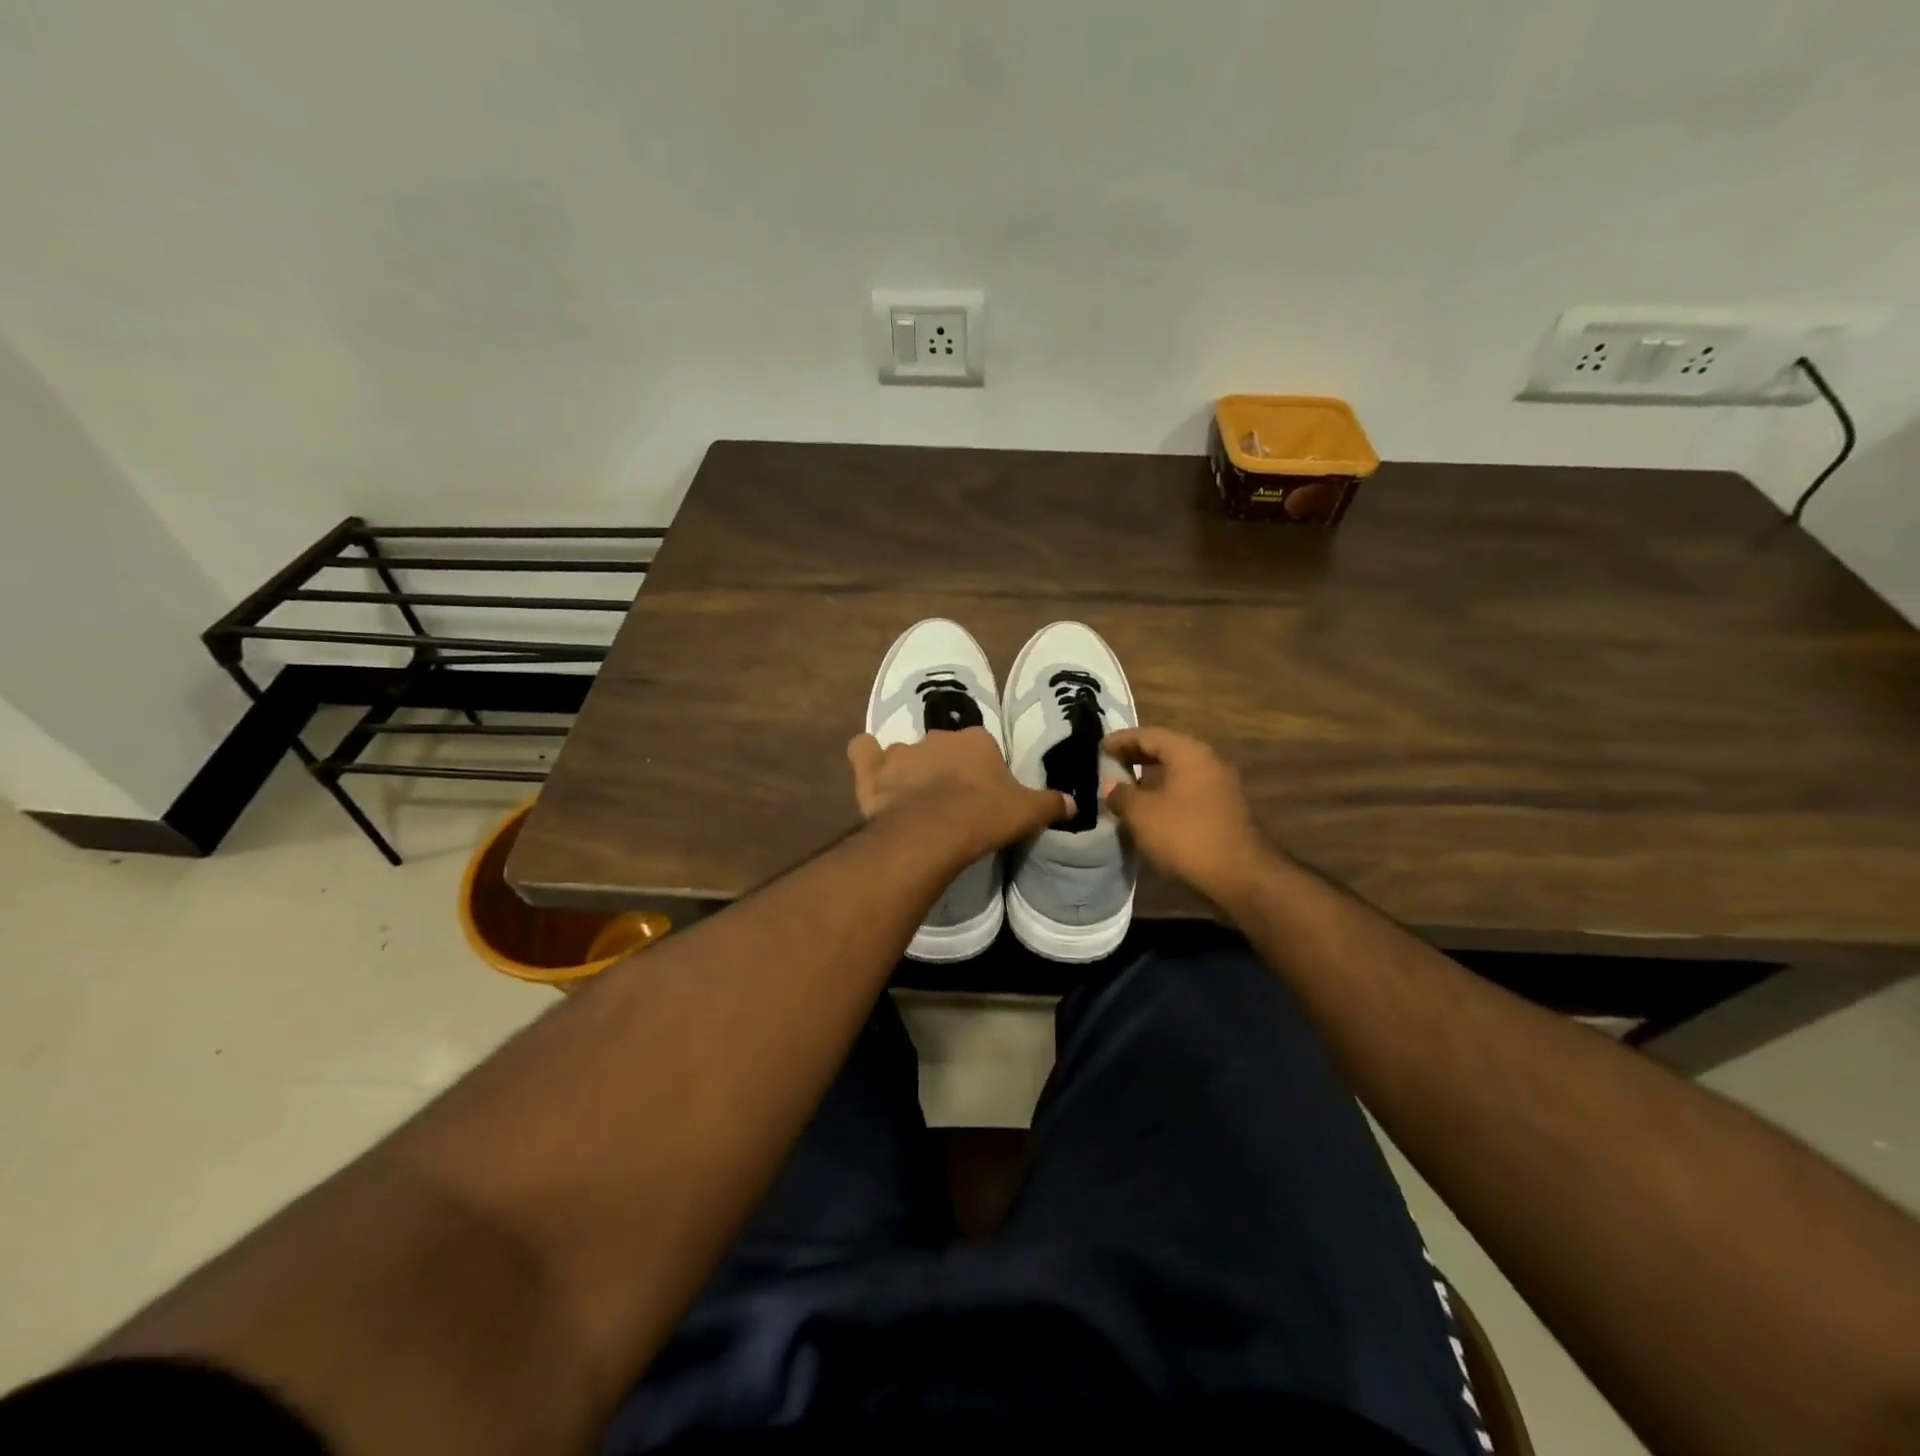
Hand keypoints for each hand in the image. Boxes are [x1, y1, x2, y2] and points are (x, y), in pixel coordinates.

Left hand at [847, 728, 1072, 861]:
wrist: (932, 831)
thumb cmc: (984, 815)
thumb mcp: (1027, 812)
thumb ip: (1051, 804)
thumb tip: (1075, 804)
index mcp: (976, 741)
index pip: (982, 747)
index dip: (982, 770)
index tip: (983, 793)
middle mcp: (937, 737)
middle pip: (943, 748)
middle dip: (944, 768)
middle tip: (949, 800)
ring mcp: (901, 752)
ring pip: (904, 753)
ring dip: (907, 769)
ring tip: (912, 799)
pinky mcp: (872, 769)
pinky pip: (863, 752)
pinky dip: (866, 759)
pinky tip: (871, 773)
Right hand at [1102, 727, 1270, 903]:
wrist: (1240, 877)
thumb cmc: (1185, 836)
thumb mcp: (1142, 814)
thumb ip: (1121, 794)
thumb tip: (1111, 786)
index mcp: (1188, 753)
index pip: (1148, 735)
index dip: (1121, 739)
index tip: (1099, 747)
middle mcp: (1208, 762)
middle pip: (1166, 750)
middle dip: (1136, 755)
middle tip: (1110, 764)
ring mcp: (1220, 786)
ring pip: (1178, 772)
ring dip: (1151, 776)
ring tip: (1125, 787)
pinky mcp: (1224, 810)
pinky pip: (1188, 791)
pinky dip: (1166, 792)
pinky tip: (1150, 809)